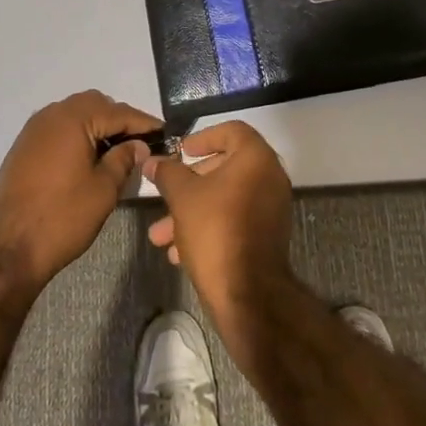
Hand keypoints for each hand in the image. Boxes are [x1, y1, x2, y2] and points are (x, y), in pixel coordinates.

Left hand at [0, 90, 159, 294]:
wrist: (5, 249)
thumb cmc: (61, 217)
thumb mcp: (103, 189)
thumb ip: (124, 160)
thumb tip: (137, 145)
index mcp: (73, 118)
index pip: (119, 112)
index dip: (144, 123)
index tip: (165, 133)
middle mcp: (51, 115)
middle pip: (95, 105)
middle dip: (119, 120)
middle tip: (140, 144)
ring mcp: (34, 130)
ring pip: (75, 115)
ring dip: (98, 127)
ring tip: (118, 152)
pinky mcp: (24, 148)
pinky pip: (59, 130)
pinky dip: (78, 136)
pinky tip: (90, 159)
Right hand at [144, 121, 293, 337]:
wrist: (248, 294)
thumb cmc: (215, 231)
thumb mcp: (183, 197)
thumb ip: (168, 173)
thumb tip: (153, 160)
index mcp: (256, 159)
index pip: (232, 131)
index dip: (203, 137)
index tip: (181, 151)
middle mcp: (270, 177)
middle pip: (225, 166)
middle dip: (189, 183)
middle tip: (166, 192)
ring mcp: (271, 208)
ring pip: (225, 198)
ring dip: (191, 211)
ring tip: (160, 235)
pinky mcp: (267, 235)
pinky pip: (235, 219)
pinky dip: (209, 226)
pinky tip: (178, 253)